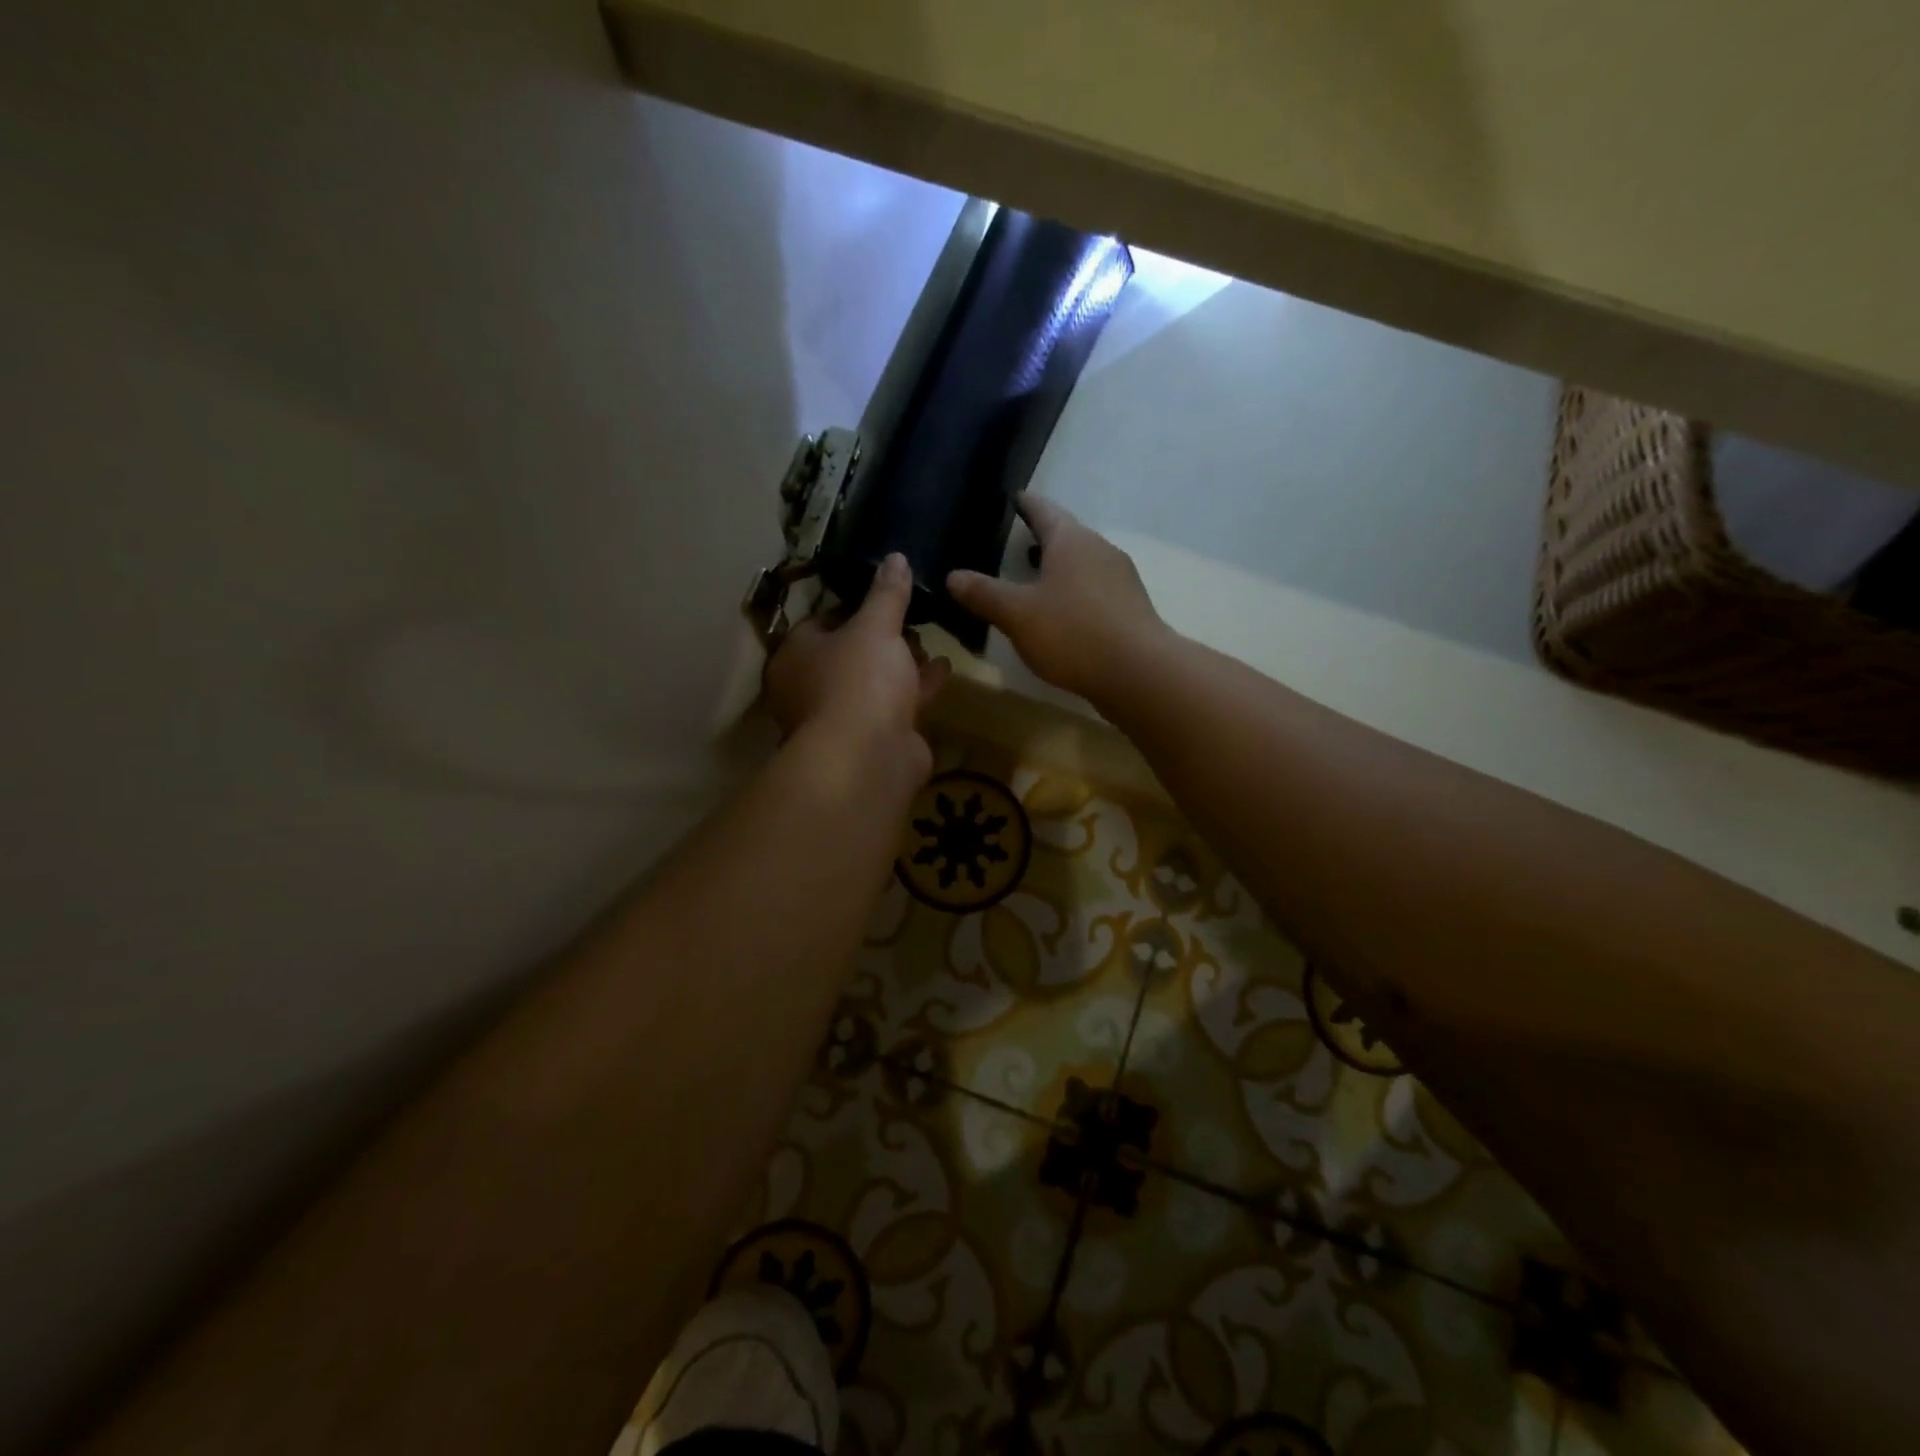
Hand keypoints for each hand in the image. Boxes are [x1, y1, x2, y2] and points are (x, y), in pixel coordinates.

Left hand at [763, 552, 950, 774]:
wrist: (869, 758)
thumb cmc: (859, 681)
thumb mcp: (876, 626)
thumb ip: (887, 593)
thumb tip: (895, 557)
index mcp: (797, 655)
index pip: (821, 621)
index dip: (852, 606)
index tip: (883, 595)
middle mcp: (812, 687)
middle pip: (849, 653)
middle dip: (882, 638)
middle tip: (911, 619)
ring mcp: (843, 717)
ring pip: (874, 682)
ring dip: (902, 664)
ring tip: (930, 641)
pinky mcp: (873, 739)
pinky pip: (897, 705)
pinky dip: (918, 688)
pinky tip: (944, 669)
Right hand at [947, 496, 1171, 704]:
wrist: (1139, 672)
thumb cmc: (1073, 632)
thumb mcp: (1017, 614)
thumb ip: (984, 594)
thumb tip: (953, 576)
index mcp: (1071, 540)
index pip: (1044, 510)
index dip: (1026, 504)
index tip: (1015, 498)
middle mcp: (1100, 550)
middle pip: (1067, 536)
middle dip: (1043, 539)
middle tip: (1016, 543)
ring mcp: (1121, 579)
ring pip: (1083, 564)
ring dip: (1059, 568)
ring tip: (1034, 580)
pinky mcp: (1130, 609)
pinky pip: (1095, 590)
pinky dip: (1074, 593)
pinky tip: (1062, 614)